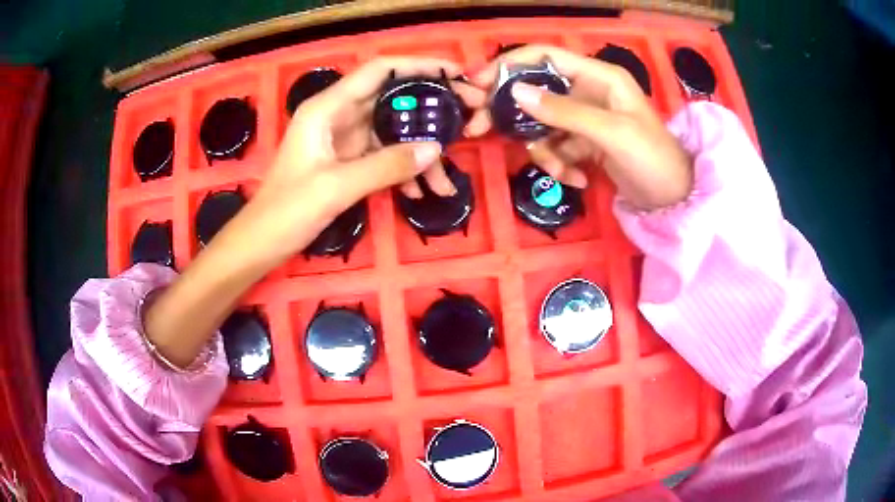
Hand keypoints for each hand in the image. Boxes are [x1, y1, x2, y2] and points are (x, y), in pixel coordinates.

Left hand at [144, 57, 486, 367]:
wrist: (262, 243)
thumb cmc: (287, 211)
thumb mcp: (336, 187)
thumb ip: (386, 166)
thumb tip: (435, 150)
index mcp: (327, 108)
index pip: (379, 71)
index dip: (418, 66)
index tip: (455, 74)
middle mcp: (338, 116)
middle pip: (393, 100)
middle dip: (431, 110)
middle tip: (469, 119)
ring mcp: (345, 140)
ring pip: (393, 133)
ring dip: (421, 154)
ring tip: (447, 180)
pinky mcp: (348, 161)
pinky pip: (385, 157)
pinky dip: (404, 171)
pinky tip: (422, 193)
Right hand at [467, 45, 692, 209]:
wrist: (674, 198)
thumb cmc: (652, 158)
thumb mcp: (611, 132)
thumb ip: (564, 111)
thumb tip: (515, 92)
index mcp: (597, 76)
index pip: (544, 56)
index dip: (509, 65)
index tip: (477, 84)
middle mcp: (587, 90)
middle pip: (535, 91)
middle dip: (513, 114)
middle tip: (480, 131)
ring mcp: (585, 118)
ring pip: (542, 125)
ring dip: (545, 151)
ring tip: (564, 172)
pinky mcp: (584, 142)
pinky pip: (556, 147)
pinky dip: (561, 165)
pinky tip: (580, 180)